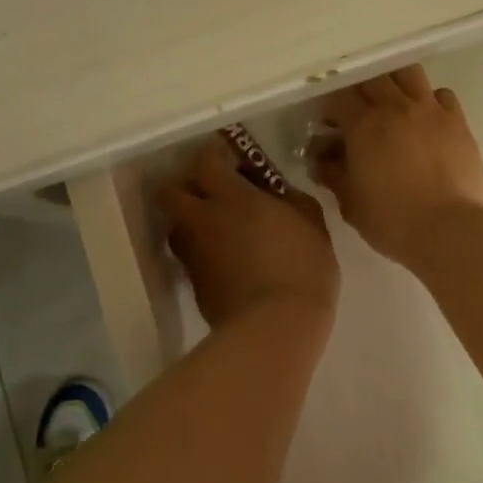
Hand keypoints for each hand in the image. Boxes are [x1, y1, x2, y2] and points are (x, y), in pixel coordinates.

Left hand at [158, 138, 339, 330]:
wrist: (275, 328)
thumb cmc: (301, 268)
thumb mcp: (311, 223)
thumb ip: (290, 199)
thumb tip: (276, 193)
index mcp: (231, 198)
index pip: (204, 162)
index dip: (212, 154)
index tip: (226, 156)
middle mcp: (203, 220)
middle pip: (170, 192)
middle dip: (185, 187)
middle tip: (210, 193)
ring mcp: (194, 255)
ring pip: (176, 227)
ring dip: (190, 222)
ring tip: (217, 230)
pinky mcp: (194, 285)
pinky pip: (189, 257)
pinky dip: (202, 253)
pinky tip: (226, 262)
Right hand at [310, 65, 482, 265]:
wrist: (450, 231)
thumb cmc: (392, 221)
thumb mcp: (350, 203)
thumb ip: (332, 175)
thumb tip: (319, 160)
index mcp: (363, 125)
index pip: (338, 95)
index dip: (330, 106)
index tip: (329, 124)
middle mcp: (396, 107)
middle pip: (372, 75)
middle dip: (359, 88)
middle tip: (358, 110)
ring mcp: (430, 110)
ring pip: (408, 72)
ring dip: (394, 81)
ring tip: (392, 102)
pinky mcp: (458, 121)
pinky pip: (441, 94)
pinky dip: (430, 99)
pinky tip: (426, 118)